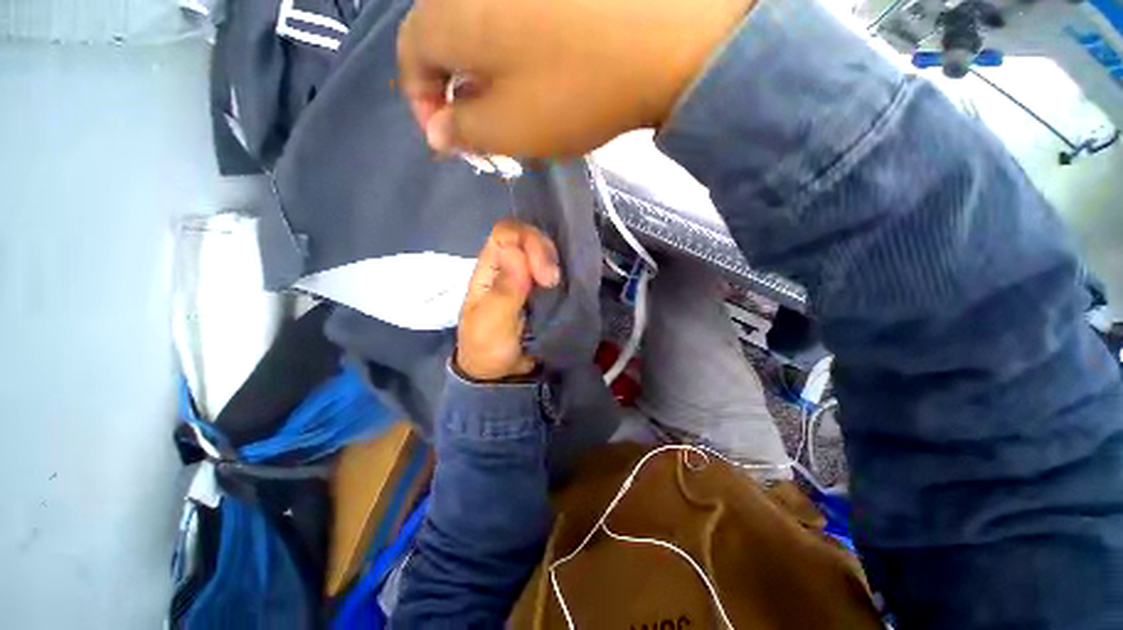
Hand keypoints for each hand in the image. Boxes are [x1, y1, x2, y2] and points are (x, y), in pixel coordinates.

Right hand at [397, 0, 754, 157]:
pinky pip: (514, 15)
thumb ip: (464, 130)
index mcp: (451, 13)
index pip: (411, 55)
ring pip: (480, 26)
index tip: (447, 137)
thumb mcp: (509, 127)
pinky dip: (515, 48)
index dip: (422, 101)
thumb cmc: (574, 91)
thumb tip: (438, 131)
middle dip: (455, 88)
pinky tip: (539, 70)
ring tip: (513, 105)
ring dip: (486, 70)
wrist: (663, 39)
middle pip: (444, 38)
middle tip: (483, 127)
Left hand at [456, 220, 560, 381]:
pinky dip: (564, 273)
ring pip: (544, 252)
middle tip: (554, 281)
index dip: (528, 243)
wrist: (499, 374)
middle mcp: (507, 265)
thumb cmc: (487, 348)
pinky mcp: (542, 290)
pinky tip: (568, 284)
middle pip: (529, 237)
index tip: (544, 275)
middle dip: (545, 253)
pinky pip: (555, 270)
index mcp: (488, 269)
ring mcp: (526, 277)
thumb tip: (515, 250)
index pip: (507, 233)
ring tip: (561, 284)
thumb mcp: (492, 322)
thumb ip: (504, 290)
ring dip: (556, 263)